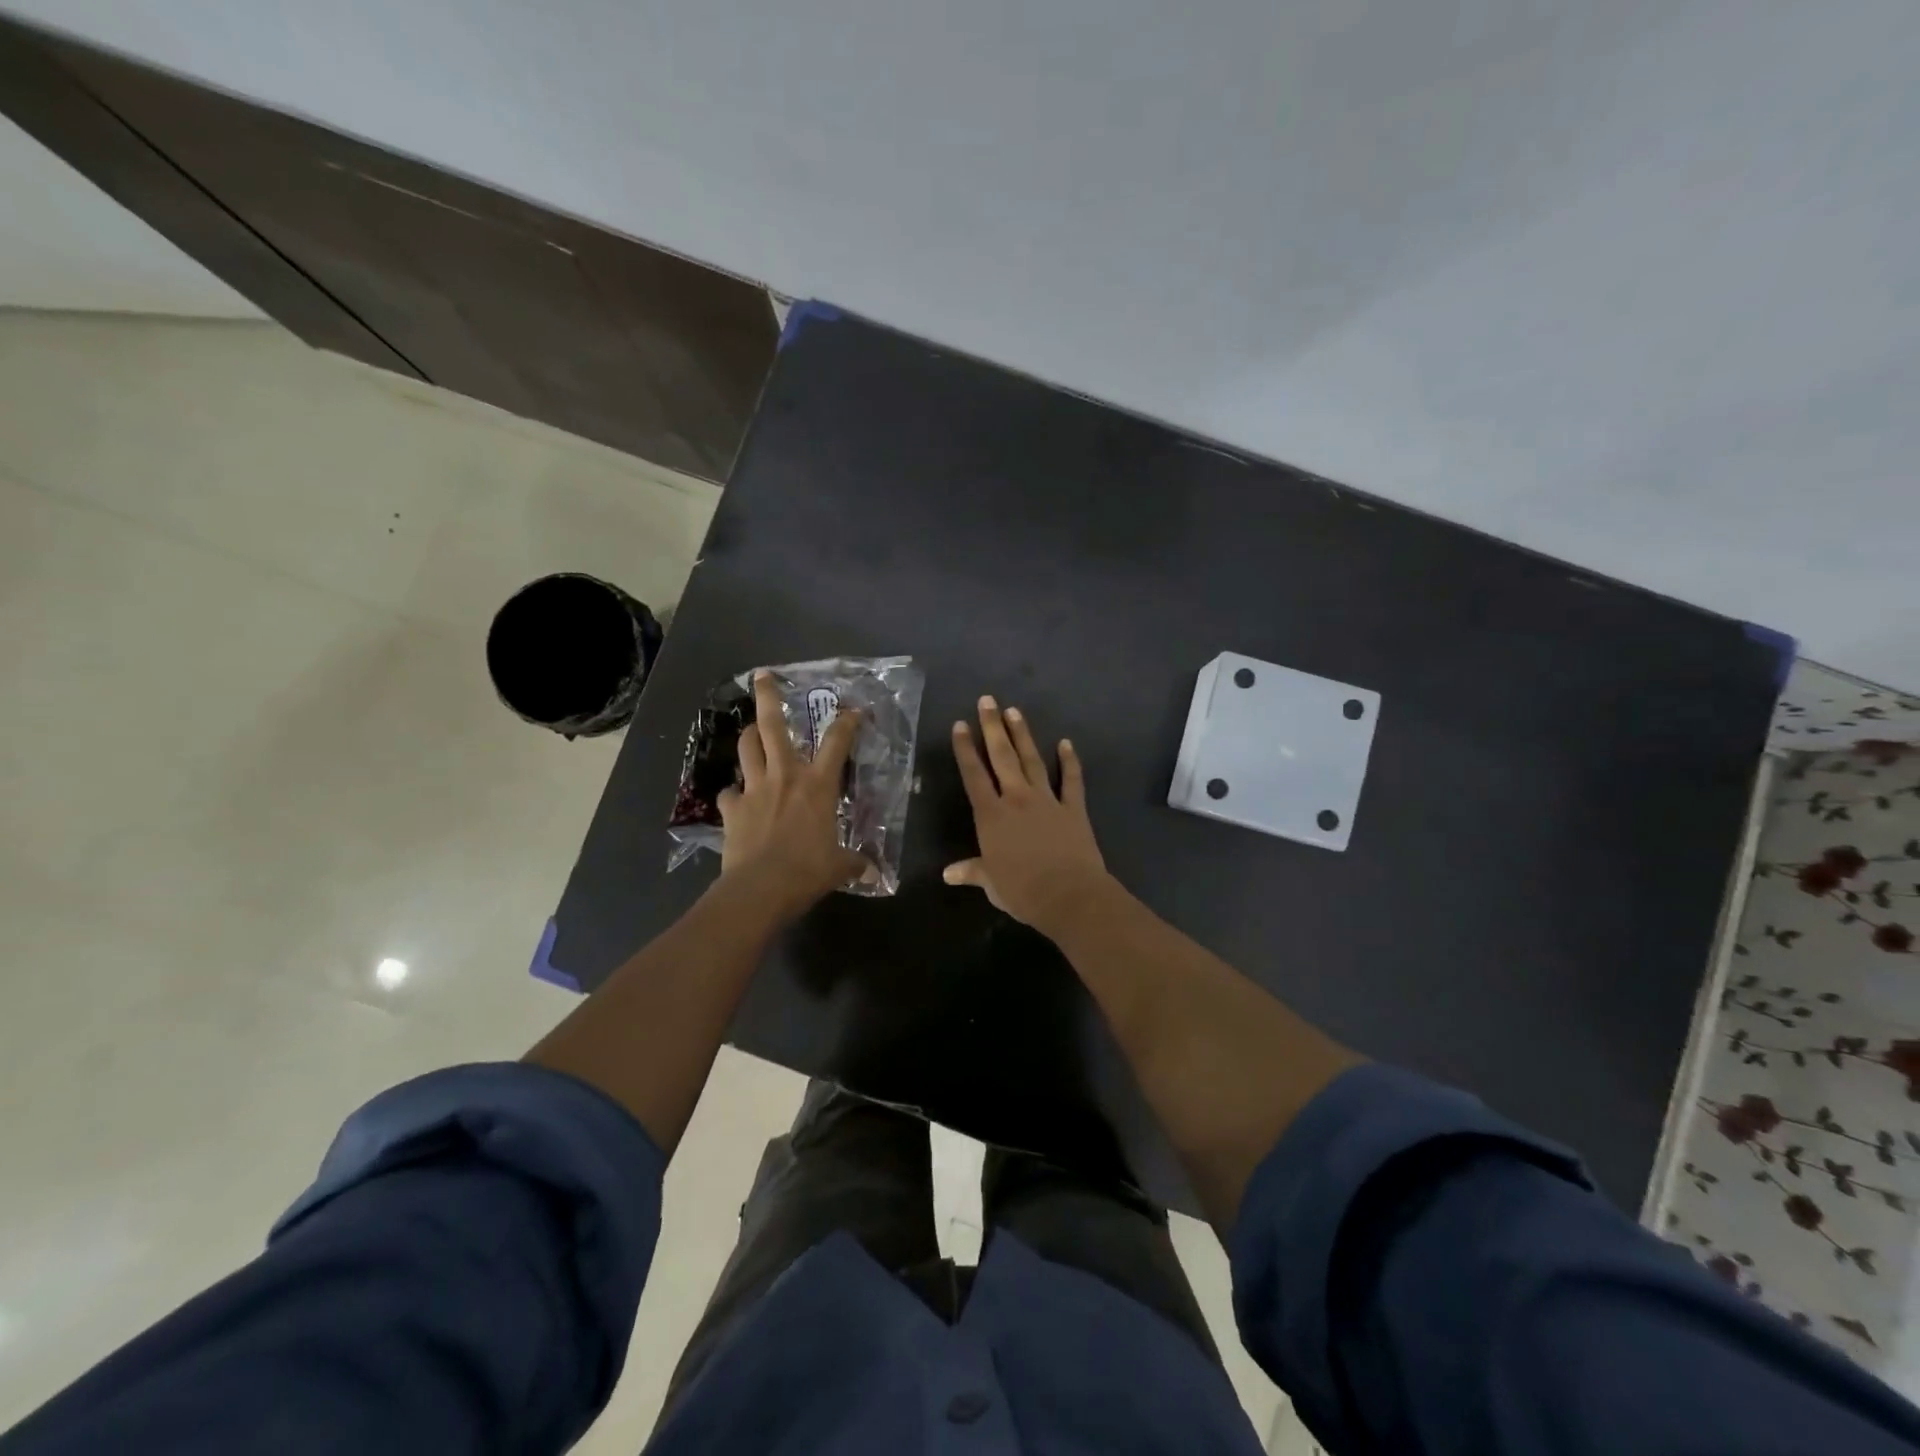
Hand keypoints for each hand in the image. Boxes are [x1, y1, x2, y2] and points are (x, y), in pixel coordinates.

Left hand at [718, 671, 868, 917]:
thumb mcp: (839, 866)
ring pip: (746, 748)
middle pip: (772, 725)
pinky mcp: (732, 808)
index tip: (854, 710)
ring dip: (749, 736)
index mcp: (817, 784)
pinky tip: (737, 799)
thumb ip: (855, 862)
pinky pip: (729, 792)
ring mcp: (754, 789)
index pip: (837, 742)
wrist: (761, 888)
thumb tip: (873, 871)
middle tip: (762, 676)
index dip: (847, 721)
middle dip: (768, 696)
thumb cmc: (808, 870)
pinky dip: (734, 792)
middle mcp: (785, 776)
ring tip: (752, 732)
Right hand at [945, 696, 1110, 932]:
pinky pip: (1071, 780)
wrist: (1069, 895)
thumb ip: (972, 871)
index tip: (960, 725)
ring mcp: (1047, 800)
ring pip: (1032, 760)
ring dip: (1023, 735)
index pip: (974, 776)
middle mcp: (1017, 799)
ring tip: (1014, 711)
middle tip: (987, 700)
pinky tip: (1066, 743)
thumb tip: (948, 874)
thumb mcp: (991, 883)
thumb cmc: (1022, 891)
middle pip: (1002, 757)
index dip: (965, 749)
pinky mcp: (1073, 808)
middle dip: (992, 727)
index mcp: (992, 816)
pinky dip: (1070, 761)